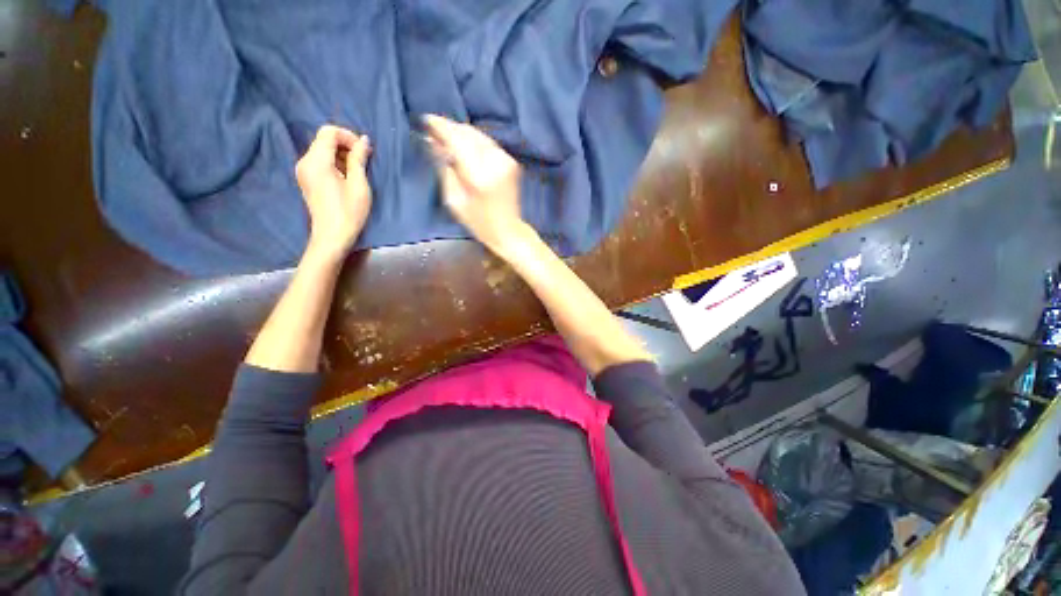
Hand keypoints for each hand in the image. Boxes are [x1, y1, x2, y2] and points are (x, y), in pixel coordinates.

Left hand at [295, 125, 372, 260]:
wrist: (332, 236)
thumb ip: (359, 159)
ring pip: (323, 150)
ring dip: (342, 154)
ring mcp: (303, 170)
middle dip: (346, 145)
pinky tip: (347, 177)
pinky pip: (320, 161)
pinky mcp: (307, 179)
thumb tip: (364, 140)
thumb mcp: (358, 184)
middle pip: (324, 139)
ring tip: (358, 171)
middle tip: (364, 160)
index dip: (348, 136)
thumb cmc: (349, 212)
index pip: (329, 132)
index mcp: (316, 161)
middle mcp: (305, 161)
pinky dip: (335, 163)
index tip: (364, 151)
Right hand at [422, 114, 528, 256]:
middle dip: (449, 129)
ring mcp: (506, 160)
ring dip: (461, 134)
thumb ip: (445, 169)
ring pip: (478, 135)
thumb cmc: (479, 222)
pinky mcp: (511, 161)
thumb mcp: (455, 200)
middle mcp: (496, 162)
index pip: (457, 139)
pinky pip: (487, 143)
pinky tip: (464, 147)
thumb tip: (433, 142)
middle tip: (433, 131)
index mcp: (480, 176)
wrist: (508, 230)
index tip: (425, 121)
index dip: (440, 127)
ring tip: (446, 139)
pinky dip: (473, 141)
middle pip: (468, 133)